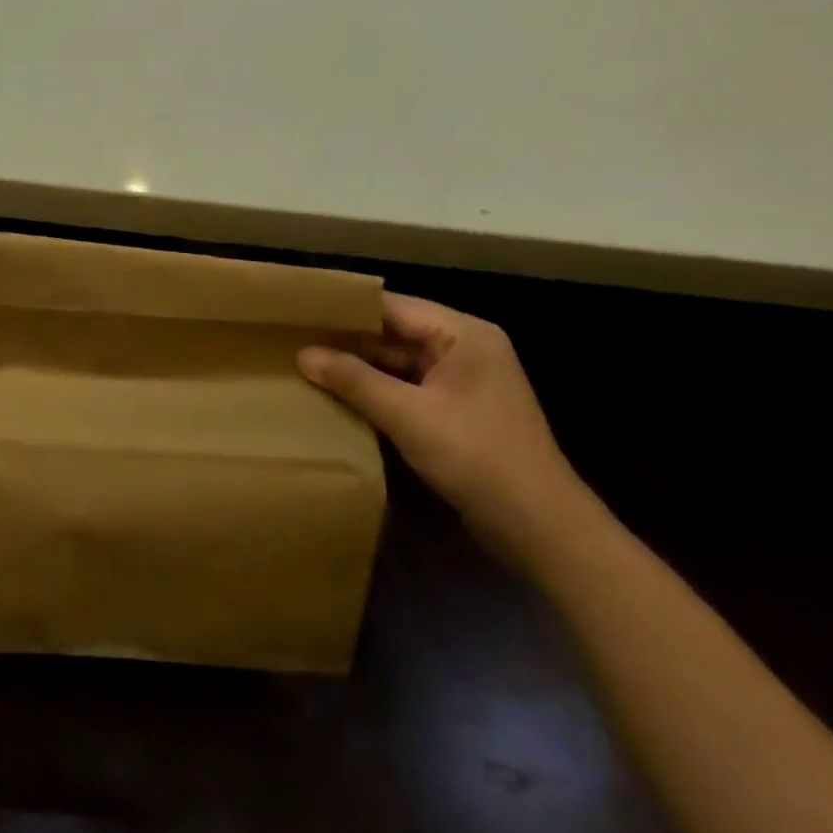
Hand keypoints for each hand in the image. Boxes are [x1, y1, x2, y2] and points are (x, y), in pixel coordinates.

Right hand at [297, 294, 592, 556]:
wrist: (539, 526)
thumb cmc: (476, 456)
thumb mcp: (407, 415)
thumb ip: (354, 380)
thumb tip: (303, 355)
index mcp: (463, 335)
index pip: (392, 307)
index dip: (346, 309)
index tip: (300, 313)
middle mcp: (466, 349)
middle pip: (395, 332)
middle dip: (348, 340)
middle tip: (294, 341)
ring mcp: (463, 382)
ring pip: (399, 362)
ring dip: (360, 368)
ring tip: (307, 366)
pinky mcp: (458, 411)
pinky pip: (408, 388)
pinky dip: (377, 391)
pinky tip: (340, 397)